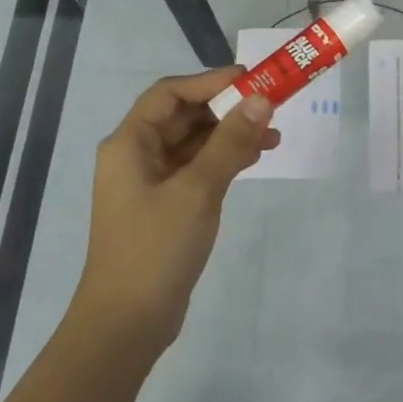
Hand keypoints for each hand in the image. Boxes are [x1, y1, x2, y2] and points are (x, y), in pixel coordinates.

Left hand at [76, 68, 277, 342]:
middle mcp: (136, 156)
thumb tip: (261, 99)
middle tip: (271, 106)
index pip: (171, 93)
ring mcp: (150, 183)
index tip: (253, 79)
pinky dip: (224, 160)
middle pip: (183, 116)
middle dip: (227, 108)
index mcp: (130, 143)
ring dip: (230, 135)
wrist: (127, 322)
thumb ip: (230, 142)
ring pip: (194, 144)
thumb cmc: (156, 248)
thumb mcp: (198, 190)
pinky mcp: (165, 207)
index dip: (211, 81)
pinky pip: (197, 169)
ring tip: (274, 136)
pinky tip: (254, 159)